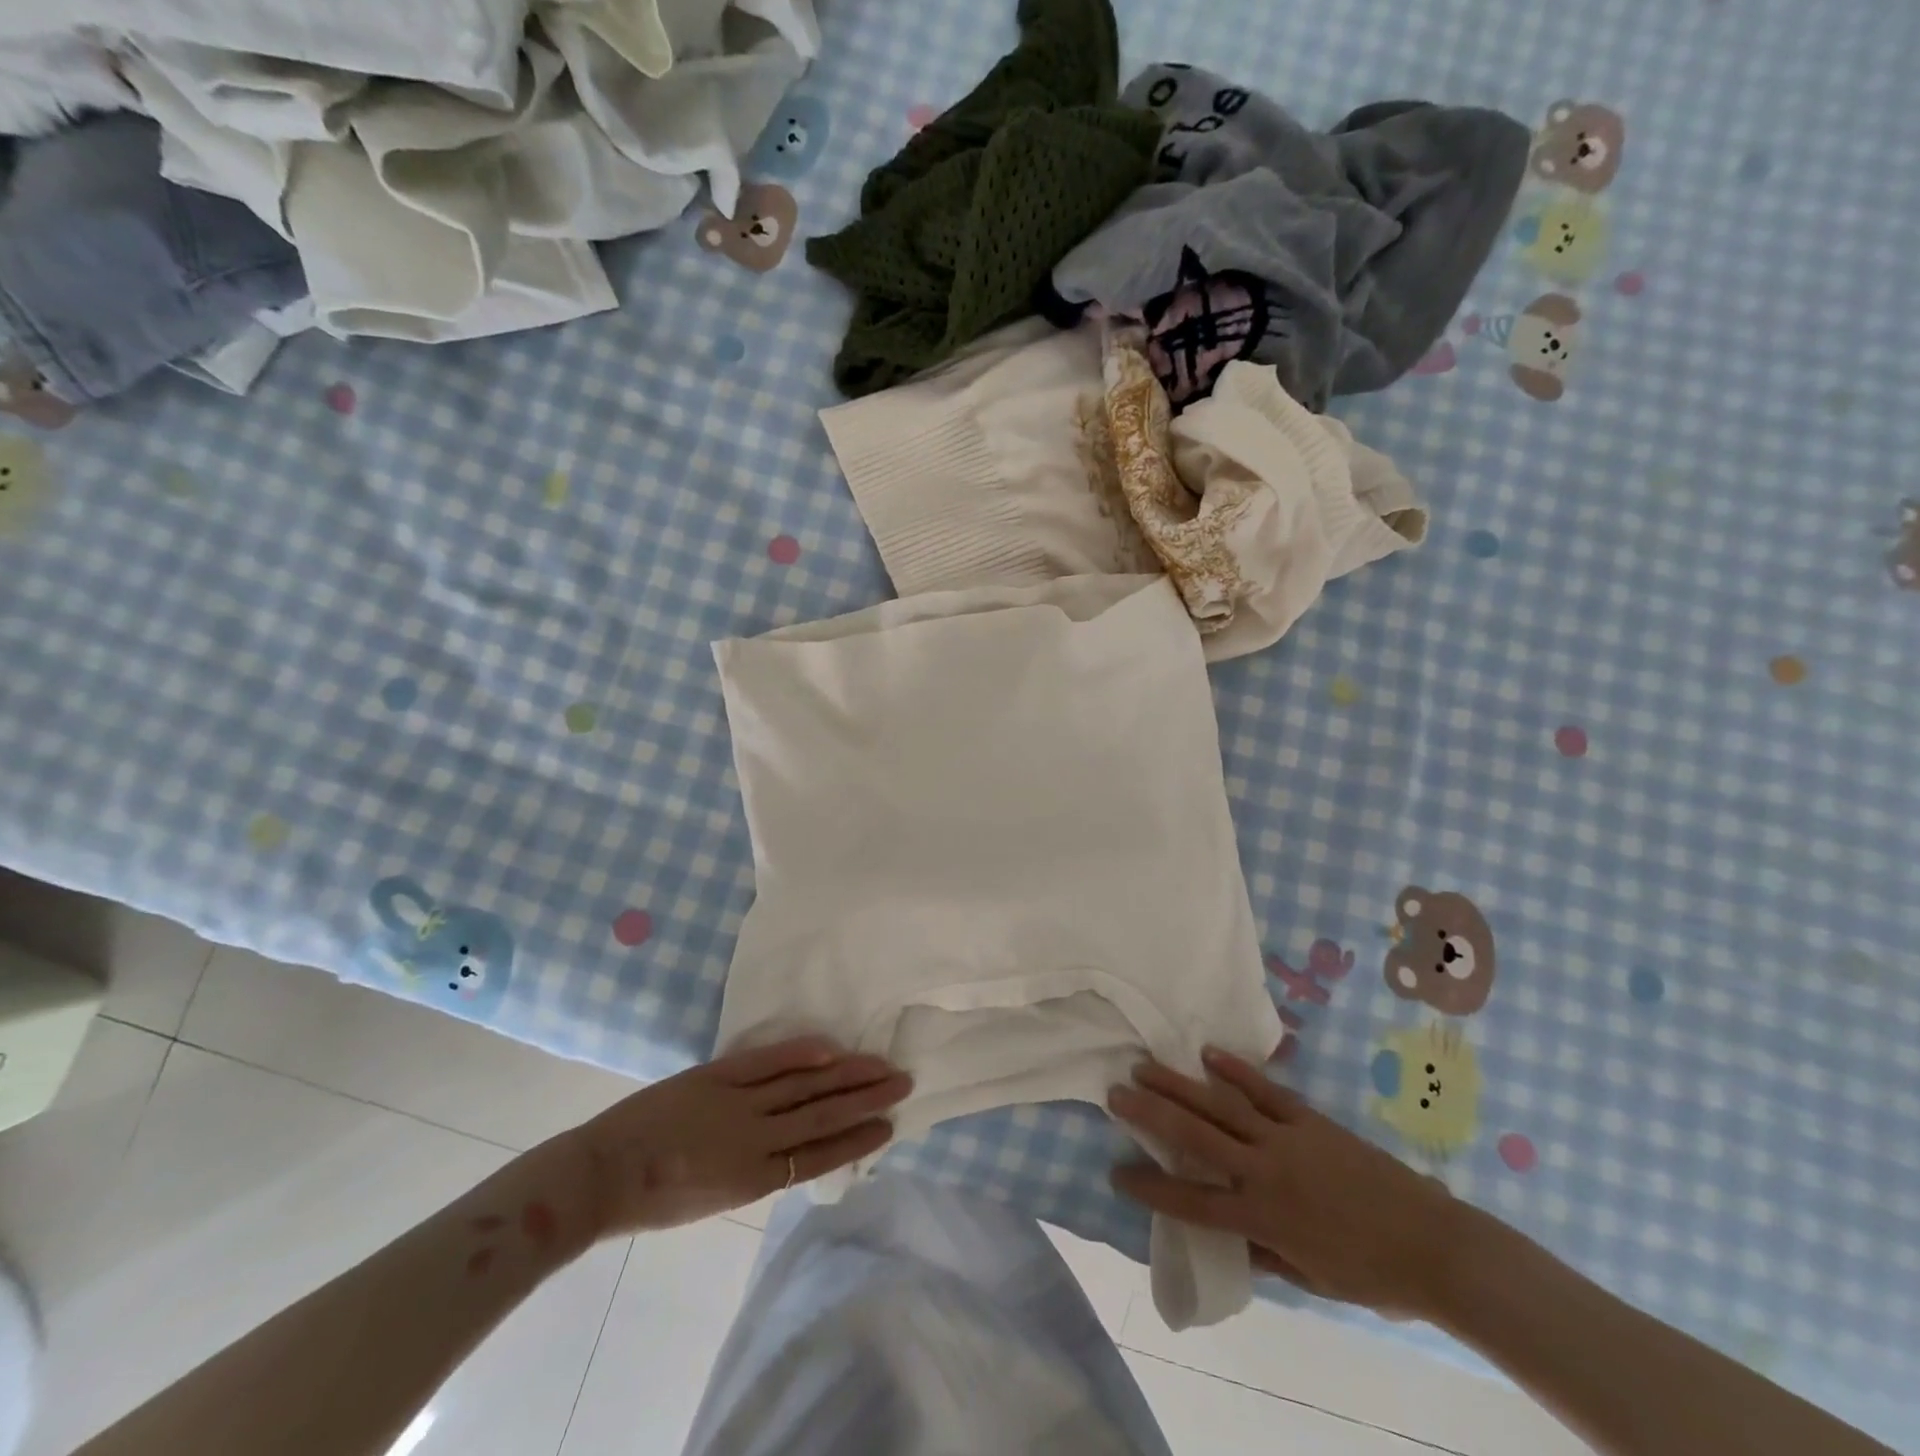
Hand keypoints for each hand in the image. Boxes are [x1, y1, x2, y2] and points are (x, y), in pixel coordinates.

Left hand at [572, 1037, 911, 1236]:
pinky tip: (830, 1048)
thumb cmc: (653, 1198)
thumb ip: (757, 1169)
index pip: (820, 1156)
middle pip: (823, 1116)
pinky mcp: (717, 1076)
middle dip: (866, 1100)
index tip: (888, 1126)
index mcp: (754, 1179)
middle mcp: (755, 1140)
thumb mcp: (716, 1197)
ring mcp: (738, 1104)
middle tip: (903, 1083)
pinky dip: (801, 1053)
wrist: (599, 1176)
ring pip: (804, 1086)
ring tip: (881, 1064)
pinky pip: (767, 1062)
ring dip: (847, 1074)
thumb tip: (795, 1143)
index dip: (857, 1140)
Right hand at [1108, 1047, 1462, 1320]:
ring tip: (1145, 1067)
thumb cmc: (1371, 1274)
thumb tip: (1226, 1235)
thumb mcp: (1309, 1279)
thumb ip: (1263, 1252)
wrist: (1435, 1245)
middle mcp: (1265, 1172)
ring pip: (1221, 1105)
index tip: (1116, 1172)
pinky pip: (1264, 1090)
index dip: (1151, 1187)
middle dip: (1150, 1114)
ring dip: (1179, 1084)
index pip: (1192, 1202)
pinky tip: (1207, 1054)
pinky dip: (1234, 1071)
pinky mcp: (1309, 1119)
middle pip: (1195, 1137)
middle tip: (1115, 1092)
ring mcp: (1286, 1139)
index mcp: (1263, 1219)